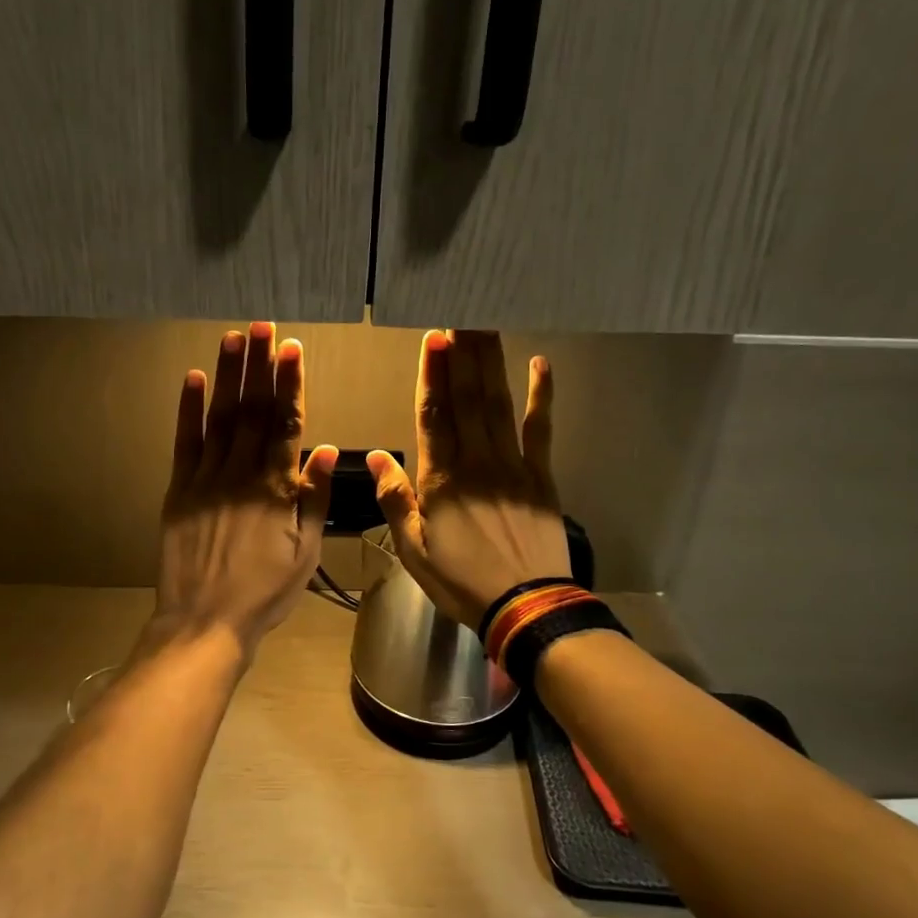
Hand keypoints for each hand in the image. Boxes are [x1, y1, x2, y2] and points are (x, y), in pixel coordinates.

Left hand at [151, 322, 337, 658]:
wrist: (204, 621)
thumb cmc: (264, 593)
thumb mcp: (305, 553)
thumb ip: (314, 499)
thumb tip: (325, 449)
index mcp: (275, 489)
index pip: (285, 424)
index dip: (290, 384)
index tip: (292, 349)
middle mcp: (240, 474)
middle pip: (253, 410)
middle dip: (259, 366)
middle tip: (263, 327)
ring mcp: (205, 479)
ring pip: (220, 417)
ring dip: (227, 375)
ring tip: (234, 338)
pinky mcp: (178, 490)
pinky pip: (184, 442)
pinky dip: (188, 409)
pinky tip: (193, 379)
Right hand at [367, 330, 568, 629]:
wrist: (526, 606)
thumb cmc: (462, 582)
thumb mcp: (413, 551)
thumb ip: (396, 500)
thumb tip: (376, 457)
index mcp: (441, 481)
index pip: (434, 416)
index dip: (432, 375)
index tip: (433, 337)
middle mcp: (476, 462)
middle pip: (467, 399)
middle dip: (462, 353)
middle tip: (460, 311)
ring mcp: (513, 466)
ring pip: (498, 404)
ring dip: (491, 362)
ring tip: (485, 324)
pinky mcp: (541, 476)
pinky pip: (541, 429)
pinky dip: (541, 396)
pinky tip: (540, 364)